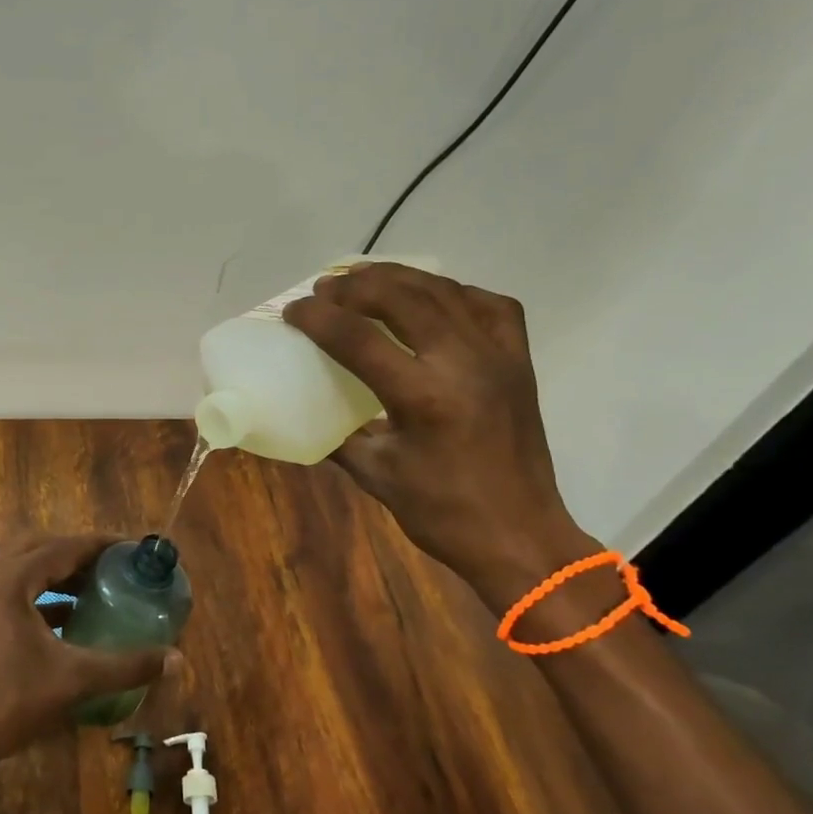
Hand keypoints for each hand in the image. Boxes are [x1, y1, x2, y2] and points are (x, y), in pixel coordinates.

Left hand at [0, 534, 171, 772]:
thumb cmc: (9, 702)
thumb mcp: (73, 680)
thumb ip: (126, 665)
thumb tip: (176, 658)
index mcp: (8, 579)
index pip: (62, 547)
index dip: (98, 545)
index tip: (129, 548)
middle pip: (39, 547)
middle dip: (76, 554)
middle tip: (112, 566)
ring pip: (20, 565)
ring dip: (55, 571)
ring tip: (93, 585)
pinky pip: (7, 585)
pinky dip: (37, 590)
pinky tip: (64, 614)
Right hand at [282, 263, 596, 606]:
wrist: (520, 535)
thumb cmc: (442, 513)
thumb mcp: (375, 474)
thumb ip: (337, 435)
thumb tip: (304, 410)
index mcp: (424, 398)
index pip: (359, 339)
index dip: (318, 318)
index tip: (292, 310)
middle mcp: (464, 364)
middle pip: (403, 298)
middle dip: (356, 286)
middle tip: (326, 288)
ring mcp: (498, 357)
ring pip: (445, 291)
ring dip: (399, 278)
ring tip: (365, 278)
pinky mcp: (519, 361)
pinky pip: (488, 305)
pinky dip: (453, 292)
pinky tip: (430, 298)